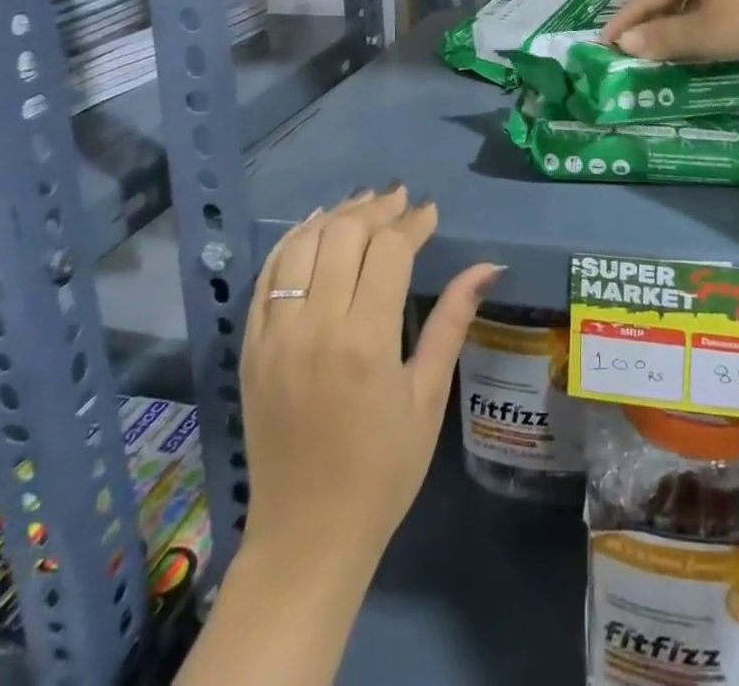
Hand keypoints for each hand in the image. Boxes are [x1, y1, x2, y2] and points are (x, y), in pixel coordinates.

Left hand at [238, 186, 501, 571]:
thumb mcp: (428, 396)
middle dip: (376, 209)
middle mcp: (315, 326)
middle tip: (400, 201)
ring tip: (363, 206)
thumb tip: (488, 266)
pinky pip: (268, 276)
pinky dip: (292, 242)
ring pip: (302, 244)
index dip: (413, 223)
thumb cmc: (383, 471)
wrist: (307, 537)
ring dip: (335, 216)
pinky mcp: (250, 347)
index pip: (389, 250)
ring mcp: (275, 335)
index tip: (430, 213)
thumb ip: (452, 322)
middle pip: (343, 234)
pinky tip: (315, 228)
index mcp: (366, 341)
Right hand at [602, 0, 738, 59]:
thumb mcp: (712, 33)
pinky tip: (727, 25)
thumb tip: (626, 42)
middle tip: (644, 49)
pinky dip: (719, 9)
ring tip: (683, 43)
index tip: (605, 45)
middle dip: (660, 20)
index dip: (626, 23)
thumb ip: (667, 40)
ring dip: (691, 16)